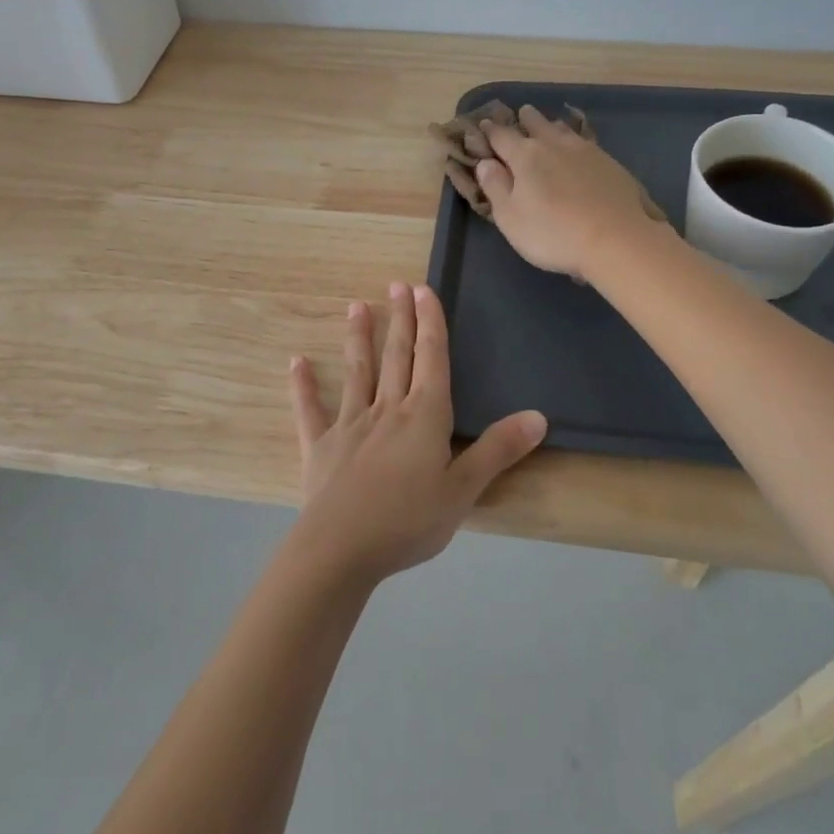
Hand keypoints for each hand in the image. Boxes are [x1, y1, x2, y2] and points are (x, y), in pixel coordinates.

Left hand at [287, 282, 547, 582]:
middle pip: (396, 356)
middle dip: (399, 319)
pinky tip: (295, 362)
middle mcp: (387, 409)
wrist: (342, 548)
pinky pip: (310, 410)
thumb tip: (538, 416)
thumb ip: (498, 450)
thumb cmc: (409, 520)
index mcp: (424, 416)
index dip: (430, 323)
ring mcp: (350, 425)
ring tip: (356, 306)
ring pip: (357, 372)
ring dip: (357, 338)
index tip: (423, 290)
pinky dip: (303, 386)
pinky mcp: (319, 446)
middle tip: (396, 285)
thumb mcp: (464, 490)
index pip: (431, 359)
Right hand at [475, 106, 664, 278]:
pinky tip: (579, 148)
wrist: (617, 239)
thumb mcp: (510, 217)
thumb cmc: (553, 233)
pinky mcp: (610, 163)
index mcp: (525, 156)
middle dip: (525, 119)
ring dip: (552, 126)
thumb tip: (485, 162)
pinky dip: (575, 140)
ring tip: (549, 126)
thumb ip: (495, 186)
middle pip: (536, 124)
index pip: (501, 136)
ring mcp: (586, 151)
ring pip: (564, 130)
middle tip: (521, 113)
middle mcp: (554, 145)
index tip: (484, 125)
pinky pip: (585, 142)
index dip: (490, 131)